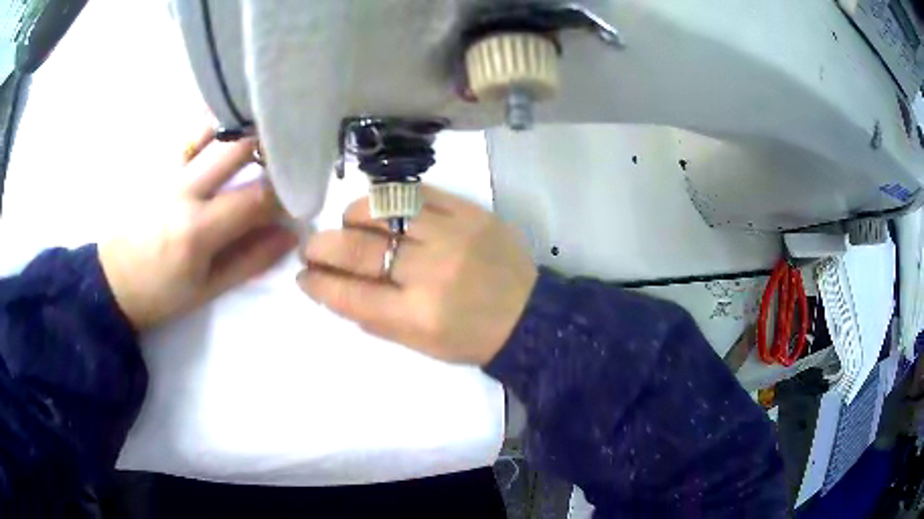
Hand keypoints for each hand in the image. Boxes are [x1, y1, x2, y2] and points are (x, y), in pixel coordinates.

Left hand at [99, 128, 296, 330]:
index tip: (297, 196)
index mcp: (197, 229)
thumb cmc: (160, 293)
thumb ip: (250, 260)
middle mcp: (183, 189)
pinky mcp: (157, 162)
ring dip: (242, 127)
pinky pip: (190, 131)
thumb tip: (288, 234)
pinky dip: (214, 123)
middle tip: (286, 155)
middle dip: (270, 147)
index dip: (285, 194)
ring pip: (212, 127)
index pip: (256, 198)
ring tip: (261, 134)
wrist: (112, 280)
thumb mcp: (207, 289)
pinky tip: (226, 128)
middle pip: (237, 147)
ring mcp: (167, 169)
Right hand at [298, 187, 537, 364]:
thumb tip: (333, 289)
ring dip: (355, 216)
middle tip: (312, 247)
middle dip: (323, 246)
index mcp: (418, 316)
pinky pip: (419, 192)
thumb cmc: (471, 338)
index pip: (351, 295)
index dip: (319, 283)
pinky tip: (383, 207)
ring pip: (385, 210)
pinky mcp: (470, 212)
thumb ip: (374, 319)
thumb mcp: (420, 345)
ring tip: (349, 223)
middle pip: (359, 249)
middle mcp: (431, 272)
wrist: (528, 315)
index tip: (304, 275)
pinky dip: (391, 197)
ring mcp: (453, 235)